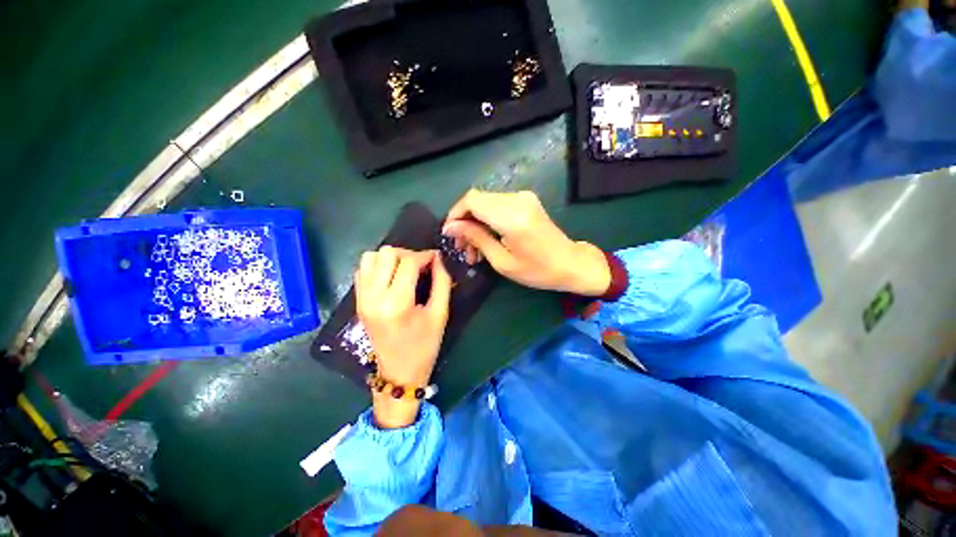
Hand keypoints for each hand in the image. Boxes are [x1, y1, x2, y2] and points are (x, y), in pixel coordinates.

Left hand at [355, 247, 451, 428]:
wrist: (398, 373)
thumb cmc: (424, 346)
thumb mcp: (440, 314)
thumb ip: (442, 282)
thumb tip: (438, 259)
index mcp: (397, 303)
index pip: (409, 262)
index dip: (426, 255)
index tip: (437, 258)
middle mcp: (374, 297)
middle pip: (387, 253)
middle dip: (408, 254)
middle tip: (421, 265)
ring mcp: (362, 298)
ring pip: (371, 257)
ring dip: (391, 258)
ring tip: (405, 269)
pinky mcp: (357, 301)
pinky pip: (363, 270)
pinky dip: (378, 266)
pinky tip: (391, 277)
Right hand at [442, 190, 610, 296]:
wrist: (571, 263)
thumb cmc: (538, 270)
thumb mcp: (502, 261)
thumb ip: (476, 238)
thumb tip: (452, 227)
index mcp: (512, 217)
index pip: (472, 201)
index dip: (455, 214)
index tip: (450, 234)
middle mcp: (517, 200)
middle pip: (476, 199)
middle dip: (464, 221)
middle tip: (462, 247)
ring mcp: (523, 197)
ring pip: (485, 202)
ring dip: (475, 222)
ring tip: (474, 249)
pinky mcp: (526, 200)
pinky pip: (497, 204)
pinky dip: (487, 220)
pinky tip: (487, 239)